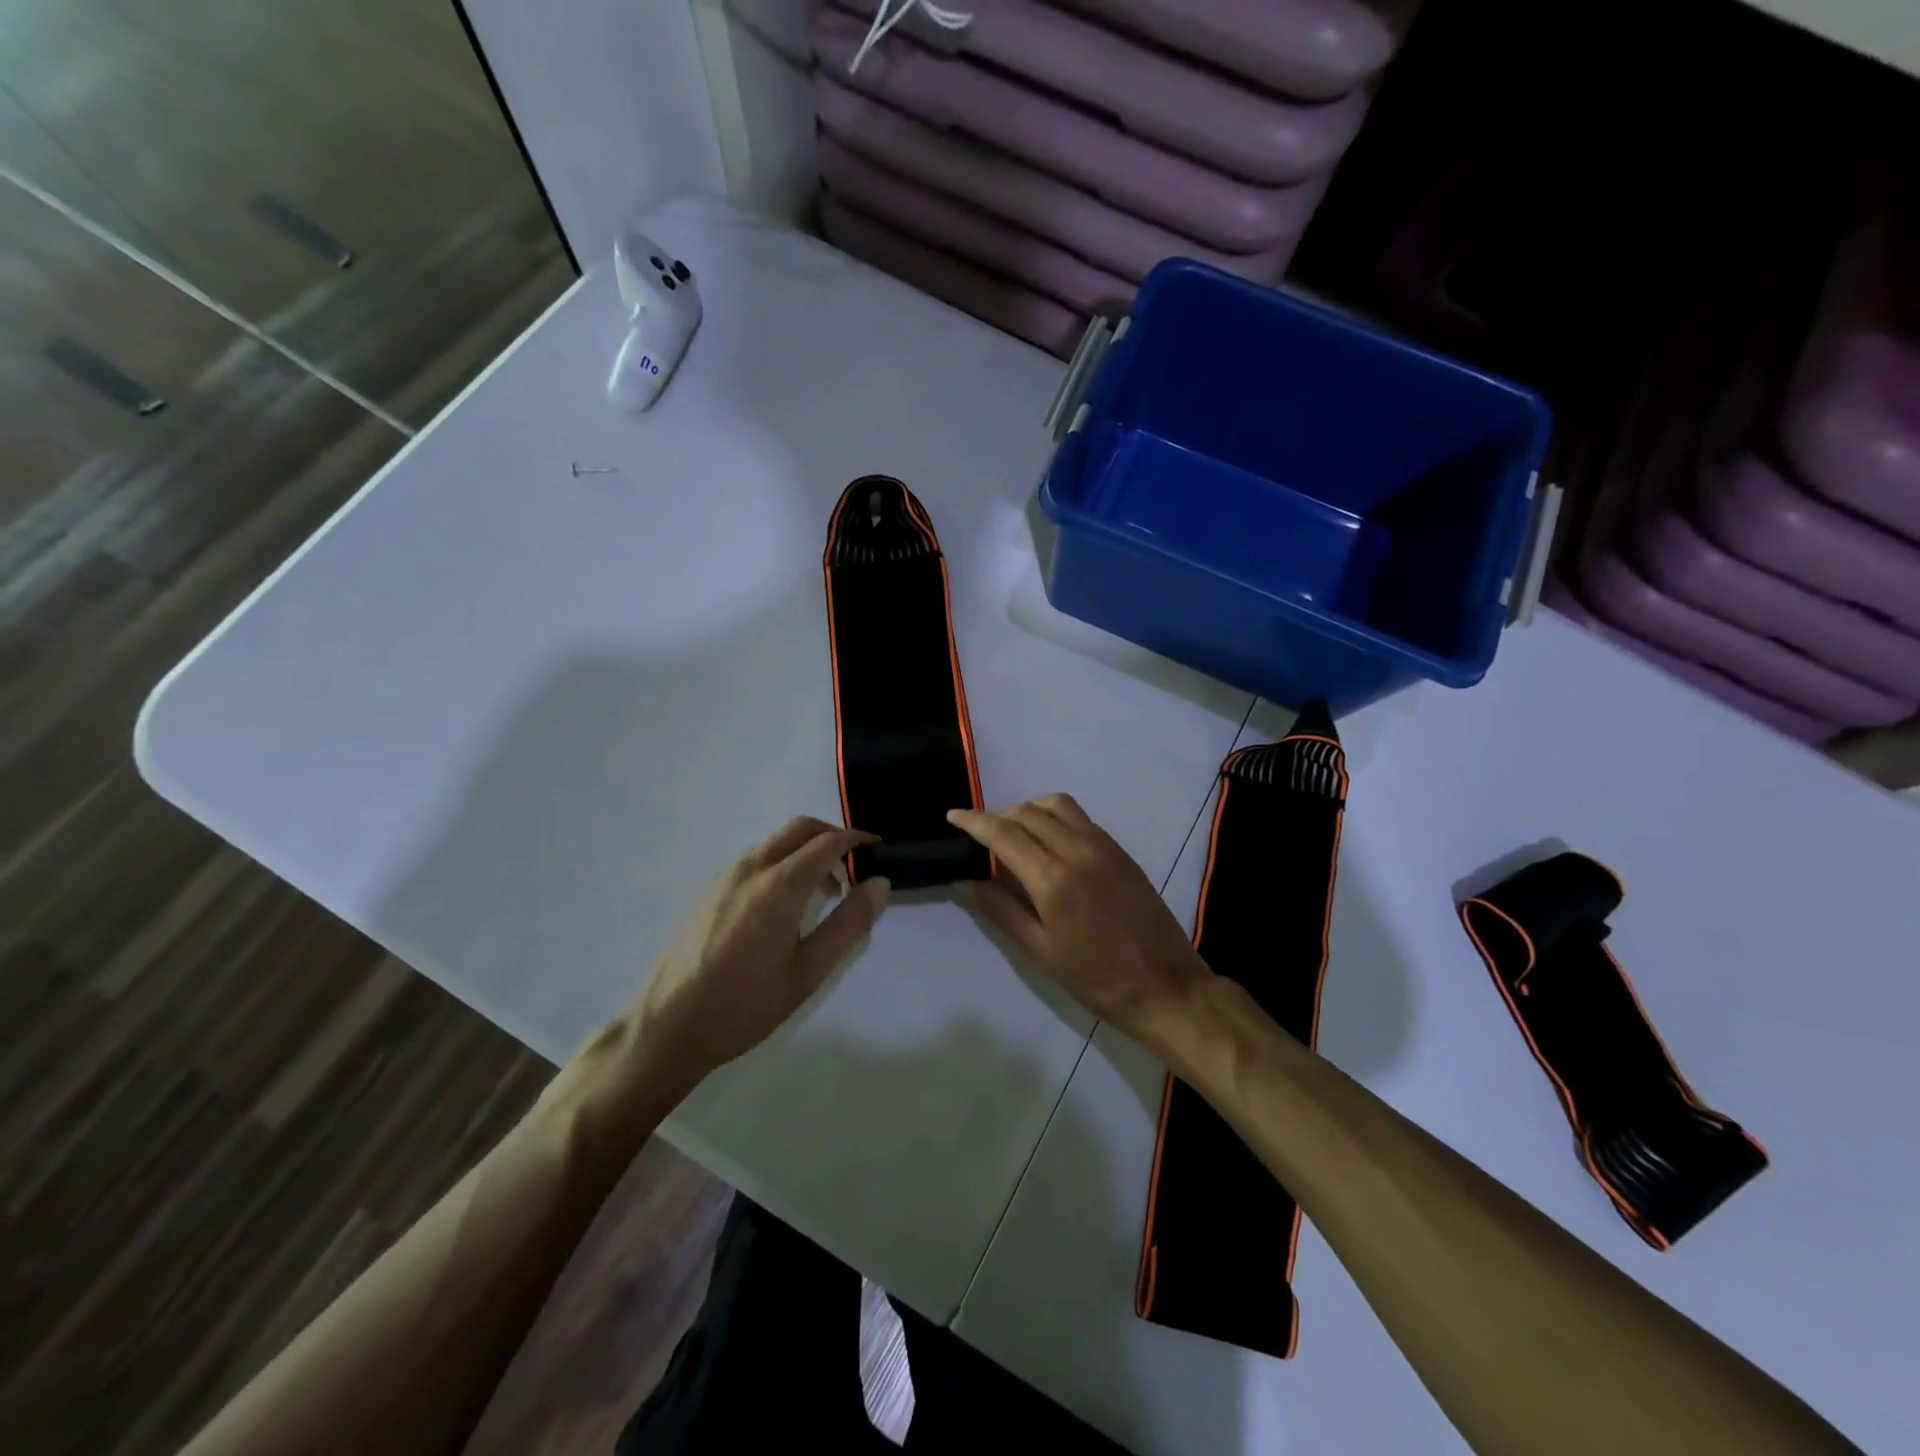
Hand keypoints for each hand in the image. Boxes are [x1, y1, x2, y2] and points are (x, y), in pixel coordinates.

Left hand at [612, 818, 888, 1097]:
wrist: (667, 1028)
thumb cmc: (745, 1006)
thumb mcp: (808, 972)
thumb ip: (849, 924)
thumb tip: (879, 883)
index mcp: (779, 886)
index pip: (827, 842)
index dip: (857, 840)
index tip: (878, 850)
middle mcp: (751, 869)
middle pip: (799, 828)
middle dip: (831, 836)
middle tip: (854, 867)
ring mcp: (724, 877)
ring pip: (775, 843)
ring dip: (805, 852)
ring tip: (822, 895)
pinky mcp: (708, 891)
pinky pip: (754, 860)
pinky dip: (781, 864)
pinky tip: (783, 907)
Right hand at [948, 795, 1214, 1064]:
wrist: (1165, 986)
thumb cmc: (1096, 979)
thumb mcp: (1041, 952)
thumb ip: (1001, 911)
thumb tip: (968, 880)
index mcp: (1054, 878)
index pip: (1004, 834)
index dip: (974, 821)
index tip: (952, 815)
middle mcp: (1078, 850)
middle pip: (1028, 812)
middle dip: (998, 815)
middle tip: (980, 833)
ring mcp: (1104, 846)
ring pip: (1057, 805)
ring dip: (1028, 809)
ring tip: (1014, 831)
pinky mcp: (1120, 851)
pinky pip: (1081, 818)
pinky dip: (1056, 817)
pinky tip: (1049, 841)